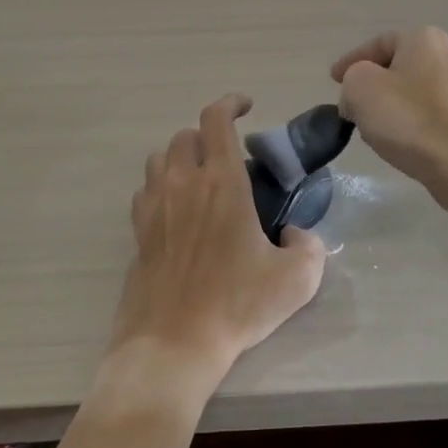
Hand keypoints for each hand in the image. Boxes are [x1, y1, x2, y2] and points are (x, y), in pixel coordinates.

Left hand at [109, 94, 327, 391]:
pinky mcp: (138, 231)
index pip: (216, 119)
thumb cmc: (236, 306)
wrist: (172, 344)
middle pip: (185, 135)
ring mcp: (154, 206)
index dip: (231, 103)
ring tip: (202, 180)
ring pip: (160, 158)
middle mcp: (183, 183)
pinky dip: (162, 186)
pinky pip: (146, 189)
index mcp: (221, 182)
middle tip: (230, 158)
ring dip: (182, 158)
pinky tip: (179, 210)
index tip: (246, 107)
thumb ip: (309, 246)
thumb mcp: (296, 279)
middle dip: (209, 136)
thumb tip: (296, 233)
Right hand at [331, 27, 447, 215]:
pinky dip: (409, 124)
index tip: (333, 80)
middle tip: (352, 104)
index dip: (351, 60)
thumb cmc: (409, 118)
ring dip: (390, 106)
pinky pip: (428, 116)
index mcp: (424, 39)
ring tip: (371, 128)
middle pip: (398, 67)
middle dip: (372, 84)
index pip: (379, 43)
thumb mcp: (360, 87)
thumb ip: (350, 80)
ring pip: (413, 92)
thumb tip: (357, 100)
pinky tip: (398, 144)